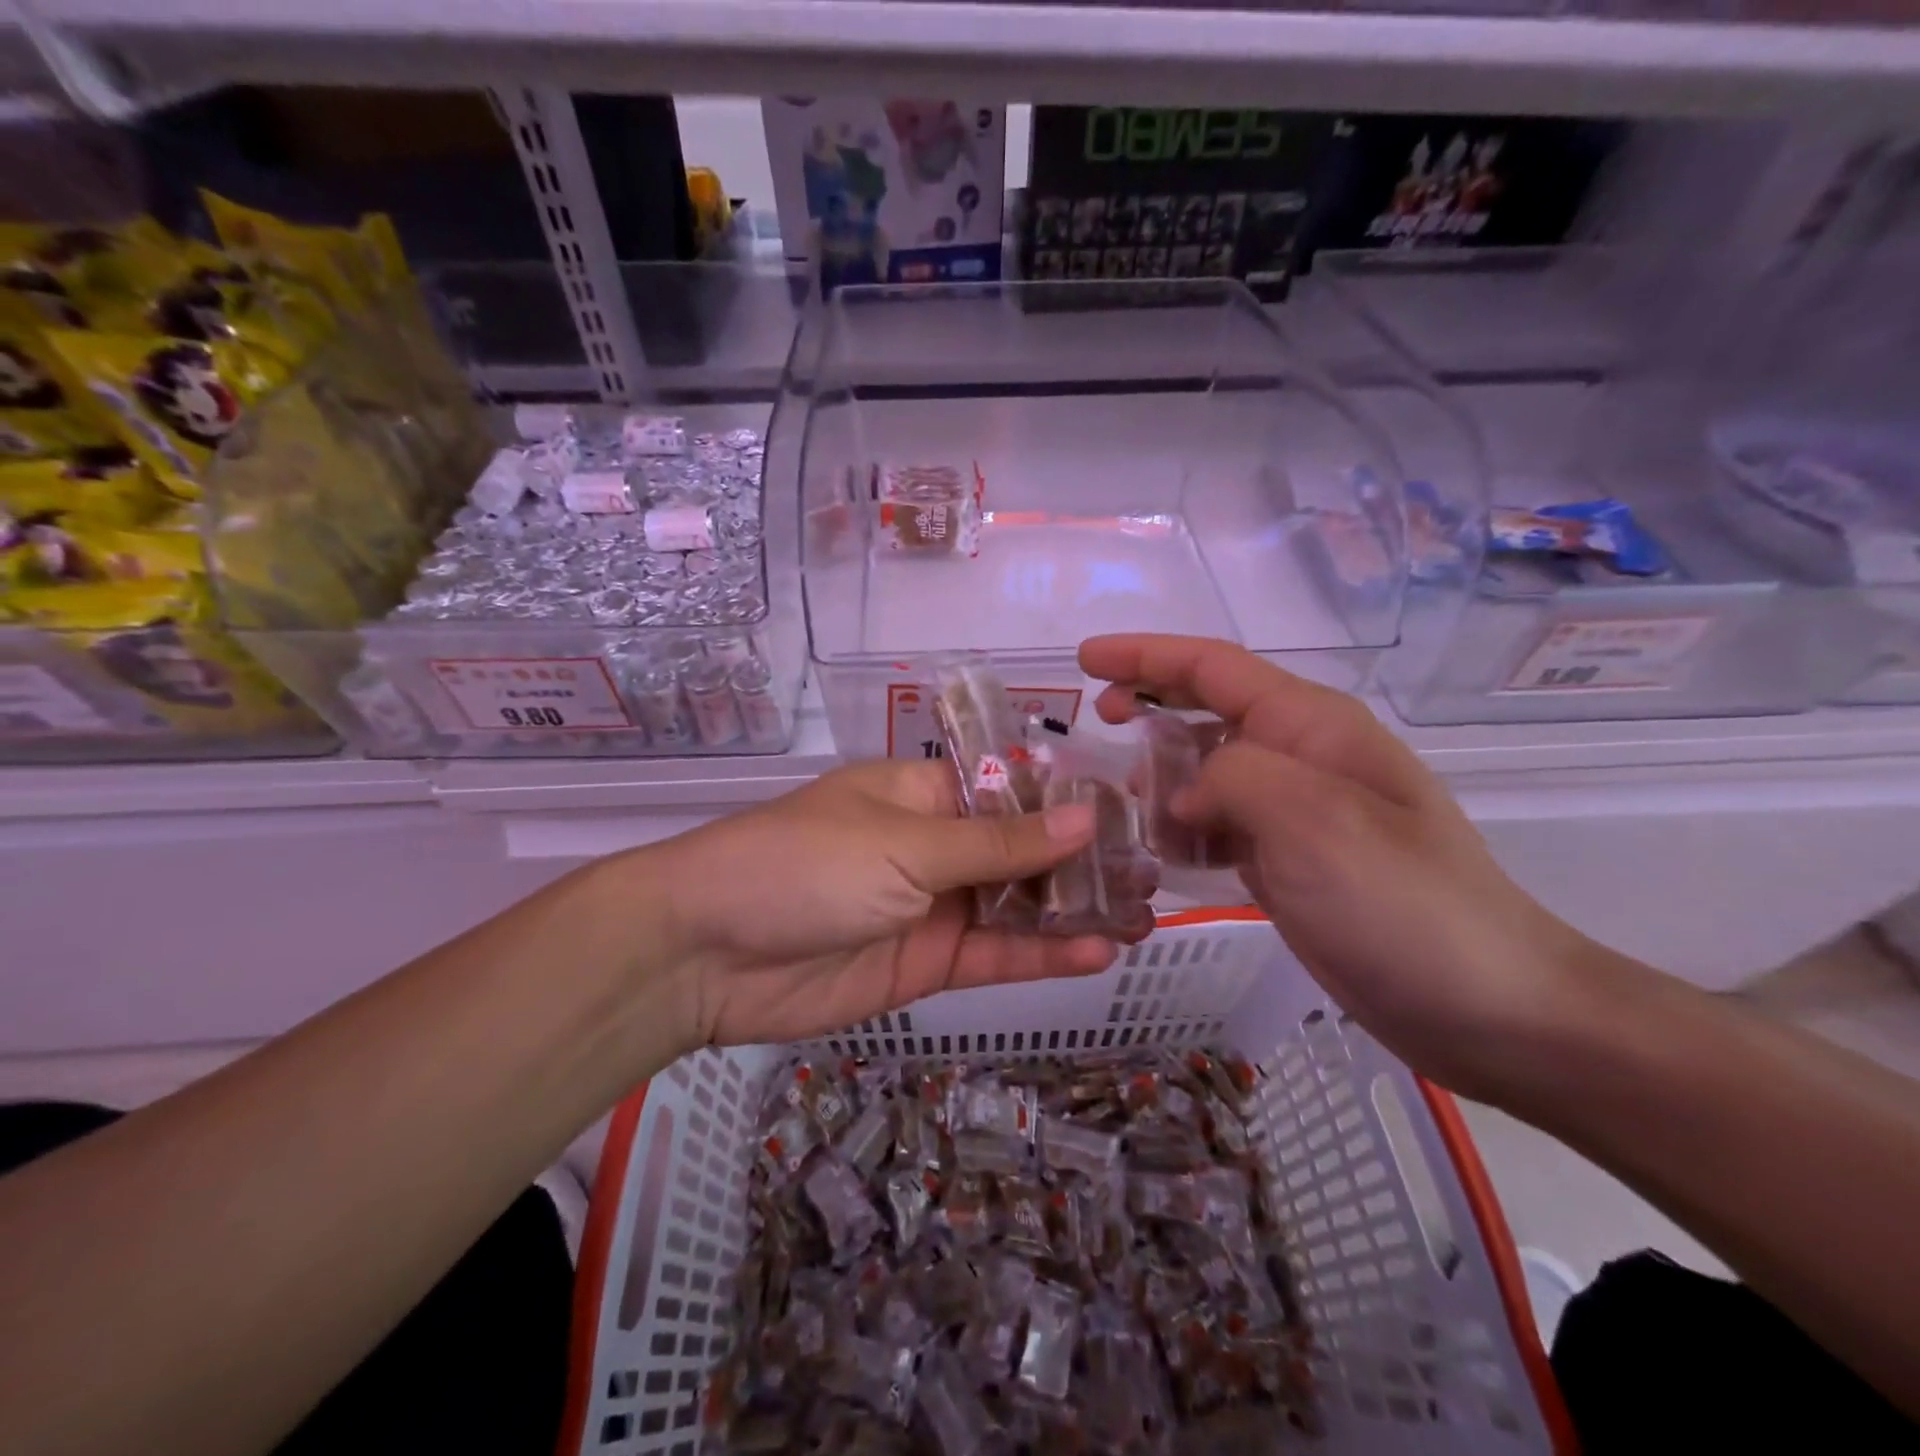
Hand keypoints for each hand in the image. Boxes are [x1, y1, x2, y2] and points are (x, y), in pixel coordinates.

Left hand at [653, 761, 1123, 1047]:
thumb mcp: (907, 843)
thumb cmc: (807, 865)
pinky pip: (995, 954)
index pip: (1013, 789)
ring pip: (1018, 905)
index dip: (1071, 801)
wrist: (708, 953)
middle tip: (1154, 872)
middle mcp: (935, 844)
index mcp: (925, 792)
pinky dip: (1042, 954)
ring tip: (1144, 914)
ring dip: (1075, 911)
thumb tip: (1085, 816)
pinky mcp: (926, 963)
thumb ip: (999, 843)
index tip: (1135, 812)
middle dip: (1084, 861)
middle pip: (1023, 850)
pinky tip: (1097, 951)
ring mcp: (933, 906)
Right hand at [1079, 633, 1603, 1098]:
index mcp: (1311, 726)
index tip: (1085, 659)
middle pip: (1208, 709)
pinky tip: (1161, 857)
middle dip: (1149, 704)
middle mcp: (1302, 756)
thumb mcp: (1314, 822)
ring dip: (1162, 778)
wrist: (1487, 1007)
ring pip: (1208, 771)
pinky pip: (1219, 826)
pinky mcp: (1290, 861)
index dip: (1145, 655)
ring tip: (1123, 807)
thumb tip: (1183, 792)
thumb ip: (1233, 778)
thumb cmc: (1404, 904)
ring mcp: (1297, 811)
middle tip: (1098, 723)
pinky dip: (1183, 831)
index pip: (1213, 667)